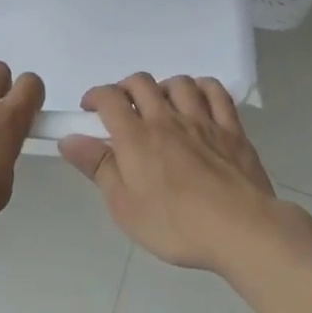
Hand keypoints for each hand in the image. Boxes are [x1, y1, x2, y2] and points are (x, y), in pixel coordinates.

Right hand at [59, 73, 283, 272]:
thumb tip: (69, 139)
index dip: (95, 96)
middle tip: (122, 109)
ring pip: (178, 83)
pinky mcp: (232, 129)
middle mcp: (167, 119)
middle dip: (125, 88)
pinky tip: (197, 99)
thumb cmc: (176, 225)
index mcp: (137, 137)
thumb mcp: (125, 207)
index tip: (89, 110)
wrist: (242, 230)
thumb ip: (98, 167)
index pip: (109, 98)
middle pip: (141, 82)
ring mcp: (203, 120)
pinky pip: (216, 92)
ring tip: (160, 106)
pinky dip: (202, 87)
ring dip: (162, 87)